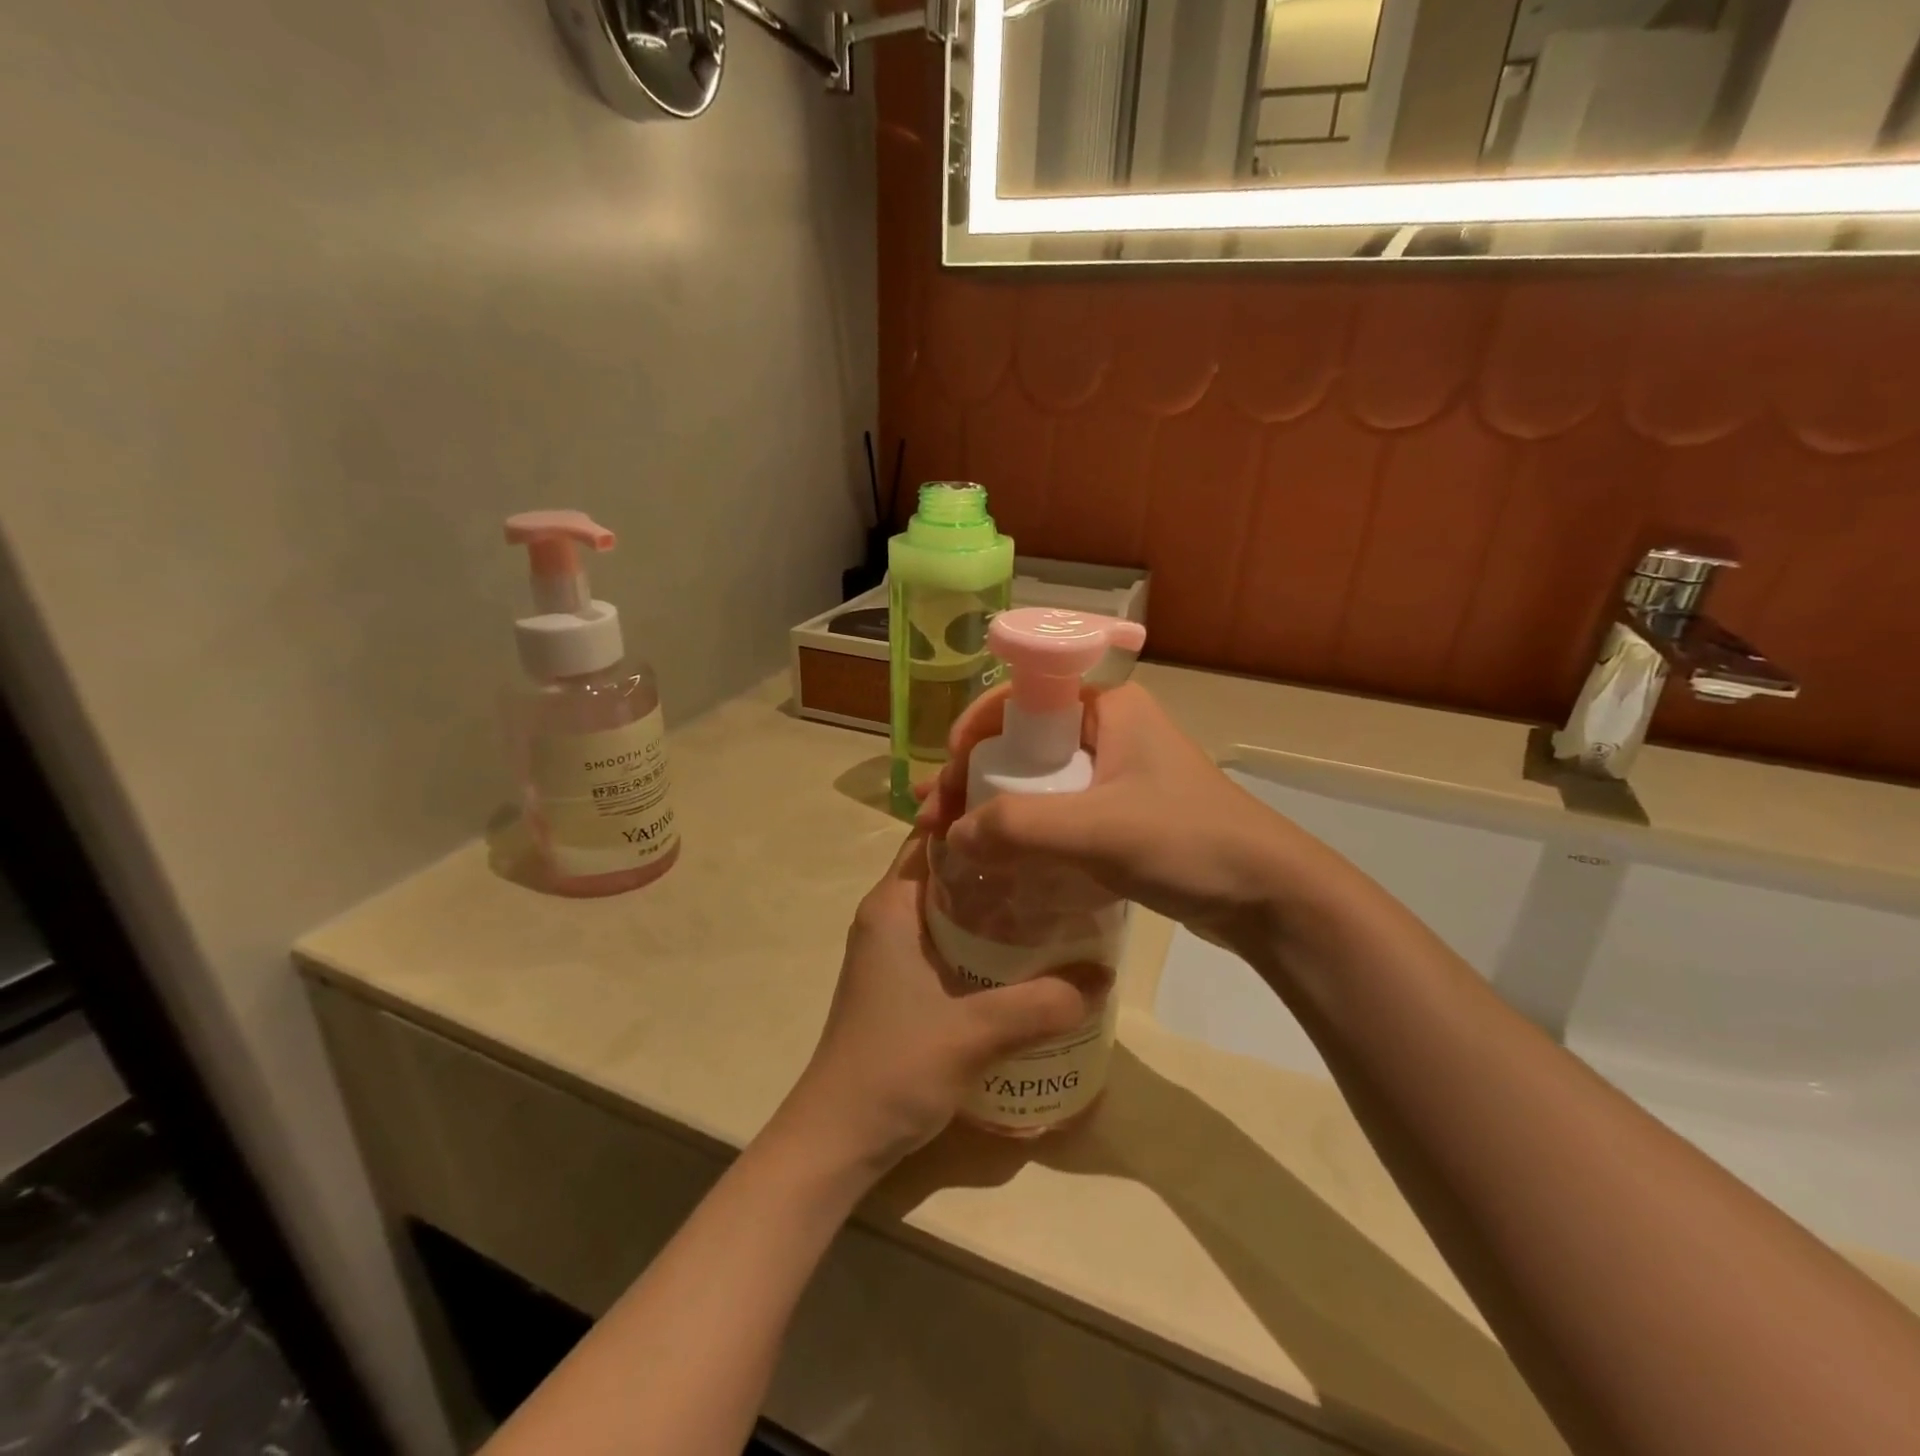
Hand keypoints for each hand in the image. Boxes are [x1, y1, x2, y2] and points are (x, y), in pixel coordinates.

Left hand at [774, 830, 1110, 1177]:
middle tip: (1059, 855)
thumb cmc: (893, 1068)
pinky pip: (950, 939)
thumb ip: (1040, 1004)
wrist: (838, 1138)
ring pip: (952, 905)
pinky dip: (985, 936)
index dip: (977, 814)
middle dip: (999, 858)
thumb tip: (1104, 976)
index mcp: (893, 904)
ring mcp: (894, 950)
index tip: (1030, 806)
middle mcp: (890, 915)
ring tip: (1055, 896)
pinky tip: (1028, 952)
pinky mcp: (903, 980)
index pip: (934, 834)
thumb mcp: (973, 1033)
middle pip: (949, 866)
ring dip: (995, 901)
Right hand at [918, 683, 1343, 952]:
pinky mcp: (1119, 813)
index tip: (946, 780)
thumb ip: (1021, 828)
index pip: (1019, 698)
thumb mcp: (1099, 830)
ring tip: (952, 841)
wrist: (1269, 897)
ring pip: (1036, 780)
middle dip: (973, 777)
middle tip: (935, 820)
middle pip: (1021, 742)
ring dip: (992, 806)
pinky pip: (1057, 811)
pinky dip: (1023, 830)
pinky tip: (997, 857)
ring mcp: (1114, 773)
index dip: (972, 733)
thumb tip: (954, 835)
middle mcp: (1107, 729)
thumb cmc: (1189, 843)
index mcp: (1107, 706)